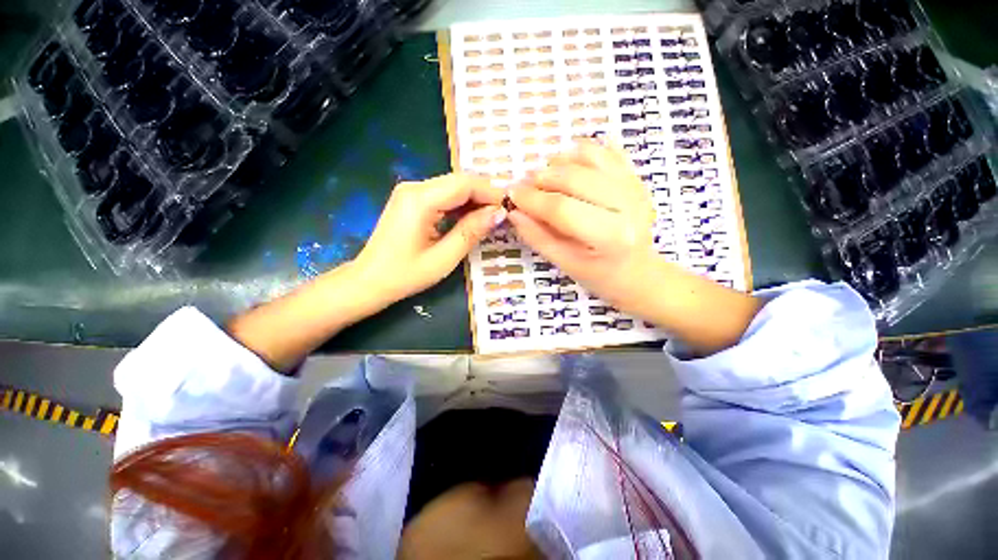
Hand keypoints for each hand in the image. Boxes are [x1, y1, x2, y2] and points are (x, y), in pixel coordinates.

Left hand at [355, 173, 505, 301]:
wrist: (369, 281)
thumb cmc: (405, 275)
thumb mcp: (444, 258)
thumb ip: (471, 231)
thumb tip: (499, 213)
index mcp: (420, 200)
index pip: (465, 184)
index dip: (491, 193)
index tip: (511, 207)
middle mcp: (414, 187)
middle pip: (459, 181)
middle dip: (484, 195)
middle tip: (504, 214)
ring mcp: (410, 192)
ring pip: (452, 187)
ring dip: (474, 200)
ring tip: (492, 218)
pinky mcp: (410, 200)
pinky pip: (442, 195)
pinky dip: (460, 205)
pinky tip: (471, 218)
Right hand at [509, 140, 761, 354]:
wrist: (638, 272)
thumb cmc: (600, 275)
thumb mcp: (565, 263)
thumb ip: (537, 236)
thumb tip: (513, 211)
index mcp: (610, 236)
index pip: (562, 208)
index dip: (532, 199)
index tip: (511, 194)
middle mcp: (628, 205)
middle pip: (575, 177)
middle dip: (542, 178)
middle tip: (525, 186)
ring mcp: (635, 186)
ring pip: (591, 156)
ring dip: (560, 161)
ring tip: (546, 176)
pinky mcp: (636, 178)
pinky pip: (607, 151)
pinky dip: (583, 151)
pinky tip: (568, 164)